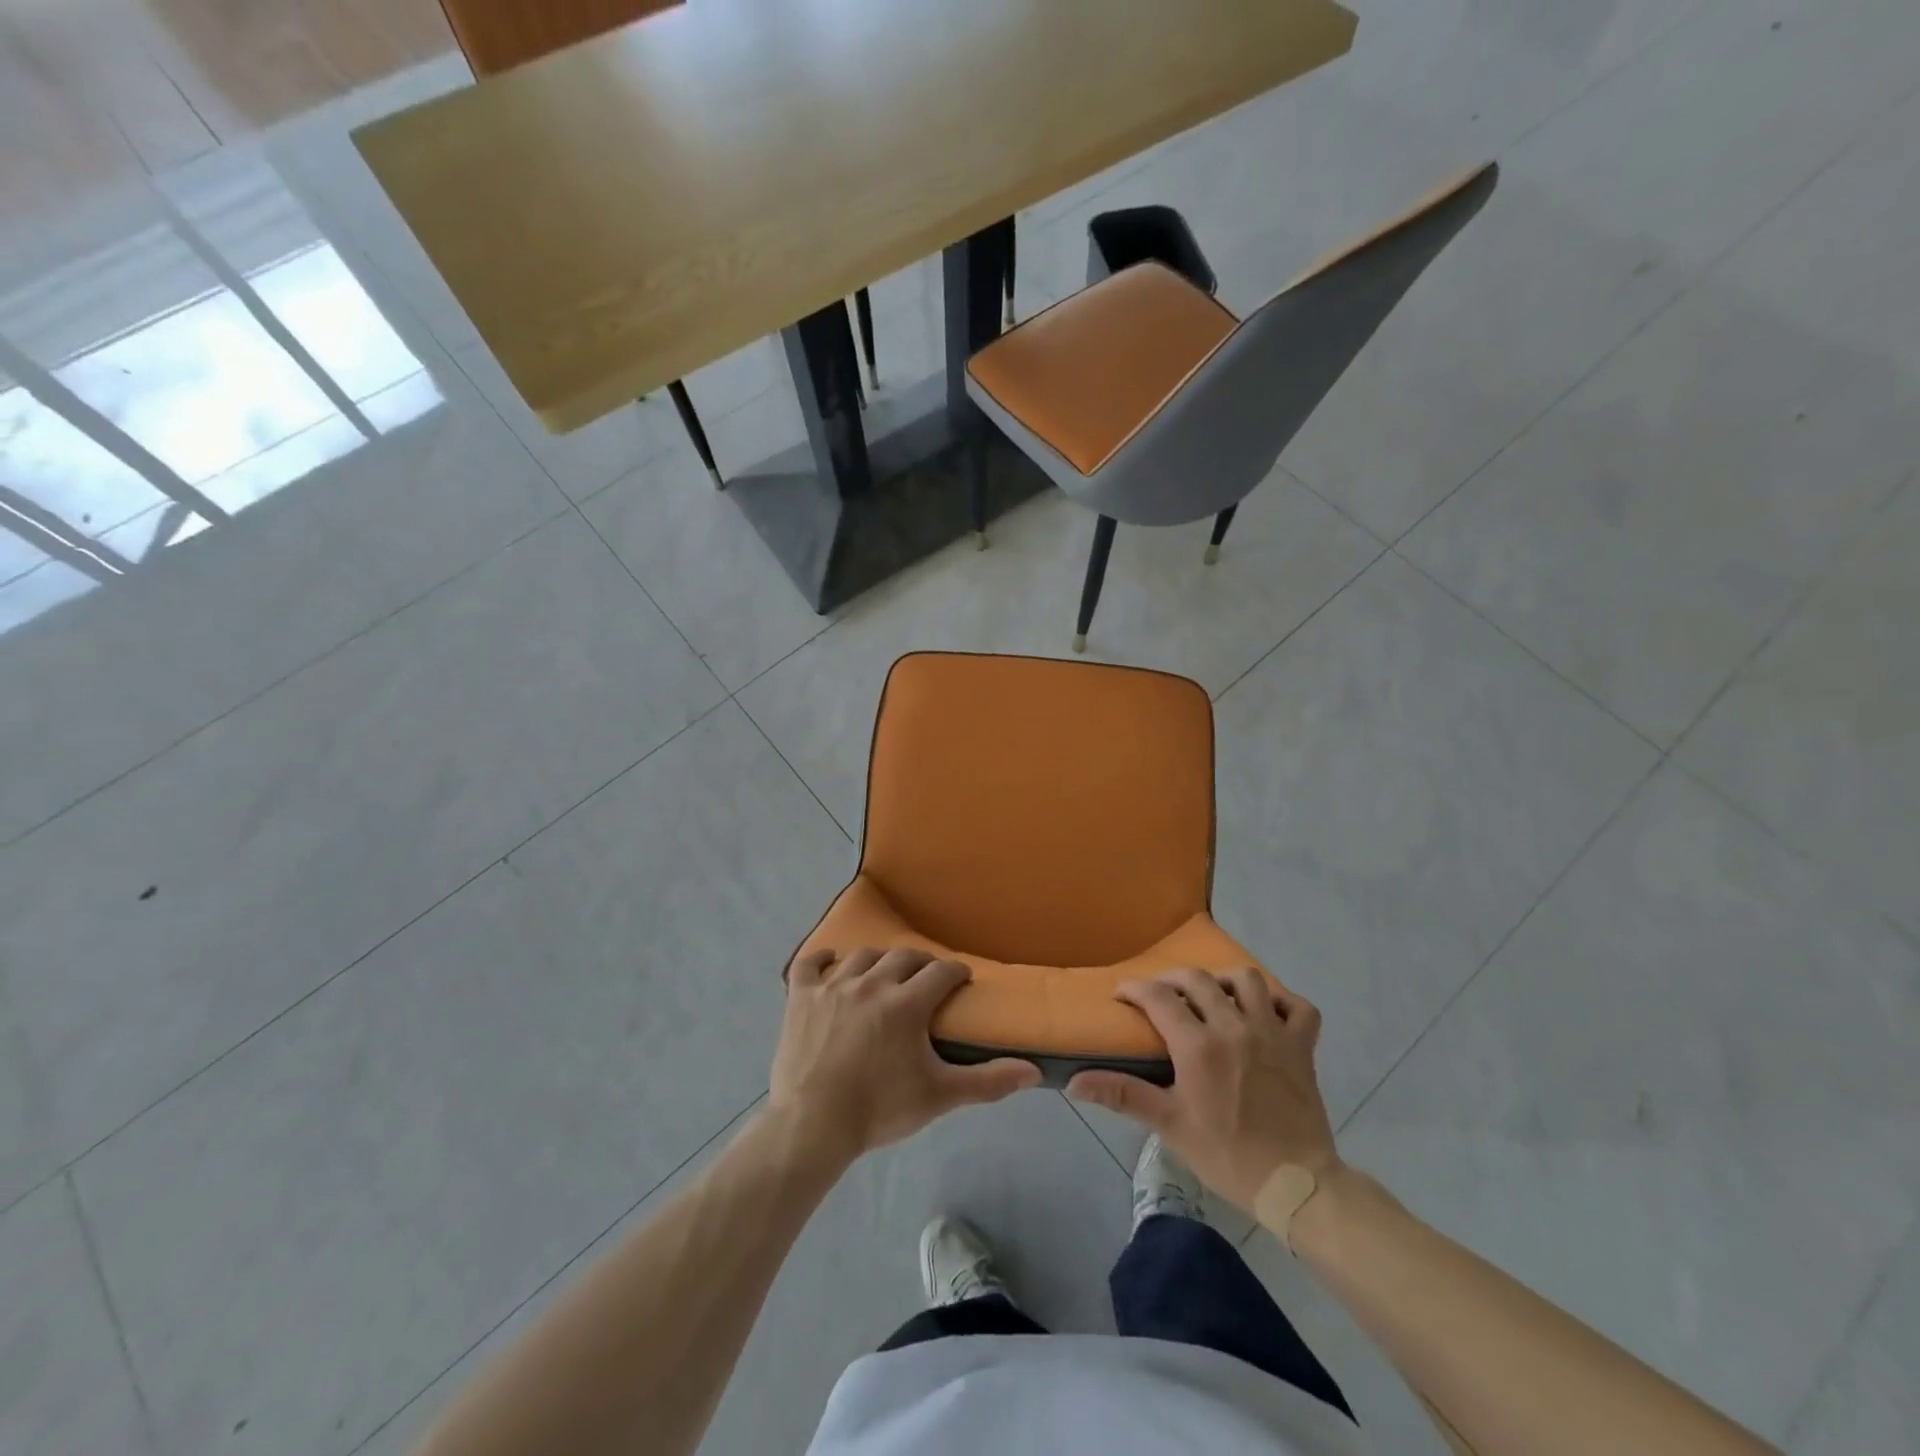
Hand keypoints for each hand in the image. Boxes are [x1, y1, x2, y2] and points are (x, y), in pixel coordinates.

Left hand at [771, 947, 1041, 1162]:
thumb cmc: (880, 1109)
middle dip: (921, 962)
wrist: (813, 1124)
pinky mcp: (801, 997)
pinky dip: (821, 958)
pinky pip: (809, 964)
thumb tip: (1033, 1072)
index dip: (955, 972)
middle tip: (928, 976)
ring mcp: (833, 986)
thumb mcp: (940, 1096)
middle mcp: (871, 983)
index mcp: (906, 1003)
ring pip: (862, 956)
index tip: (961, 979)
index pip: (940, 972)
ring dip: (879, 960)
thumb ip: (988, 1081)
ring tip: (885, 972)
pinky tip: (830, 962)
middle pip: (903, 957)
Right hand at [1067, 967, 1337, 1210]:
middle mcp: (1234, 1027)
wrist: (1296, 1186)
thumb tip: (1074, 1083)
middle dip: (1171, 978)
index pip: (1158, 997)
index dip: (1134, 989)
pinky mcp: (1302, 1047)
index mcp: (1198, 1045)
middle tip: (1160, 994)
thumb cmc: (1227, 1156)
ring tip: (1212, 996)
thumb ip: (1122, 1095)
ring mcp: (1273, 1033)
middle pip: (1198, 979)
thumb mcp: (1169, 1125)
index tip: (1121, 996)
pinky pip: (1298, 1007)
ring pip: (1248, 980)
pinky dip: (1282, 1002)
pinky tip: (1265, 1013)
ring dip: (1224, 981)